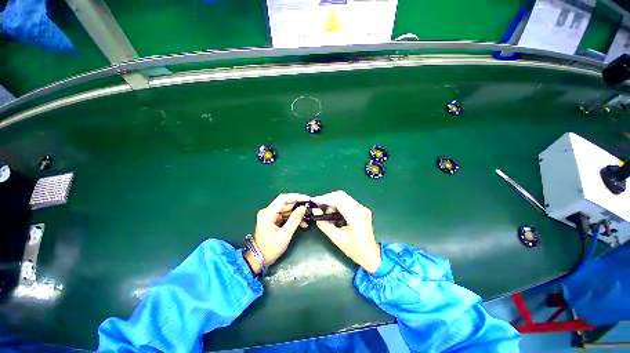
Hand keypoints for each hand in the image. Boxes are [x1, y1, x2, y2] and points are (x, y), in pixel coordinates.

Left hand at [245, 193, 309, 273]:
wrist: (259, 259)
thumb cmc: (271, 248)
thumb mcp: (285, 234)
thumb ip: (295, 219)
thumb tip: (303, 207)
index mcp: (268, 213)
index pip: (283, 198)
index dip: (296, 197)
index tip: (307, 199)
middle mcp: (268, 211)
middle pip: (285, 203)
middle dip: (298, 205)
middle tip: (310, 207)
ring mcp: (270, 215)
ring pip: (286, 209)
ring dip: (297, 212)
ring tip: (308, 216)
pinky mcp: (273, 219)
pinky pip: (285, 215)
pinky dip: (293, 217)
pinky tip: (302, 223)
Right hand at [312, 191, 380, 272]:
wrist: (370, 255)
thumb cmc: (354, 249)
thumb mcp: (337, 239)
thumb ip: (324, 225)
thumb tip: (316, 212)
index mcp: (355, 217)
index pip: (338, 201)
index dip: (325, 199)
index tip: (314, 200)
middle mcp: (361, 209)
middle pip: (341, 195)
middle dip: (328, 198)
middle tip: (318, 204)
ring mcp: (363, 208)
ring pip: (344, 197)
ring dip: (333, 201)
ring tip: (326, 211)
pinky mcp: (362, 209)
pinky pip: (348, 201)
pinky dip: (339, 203)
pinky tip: (334, 211)